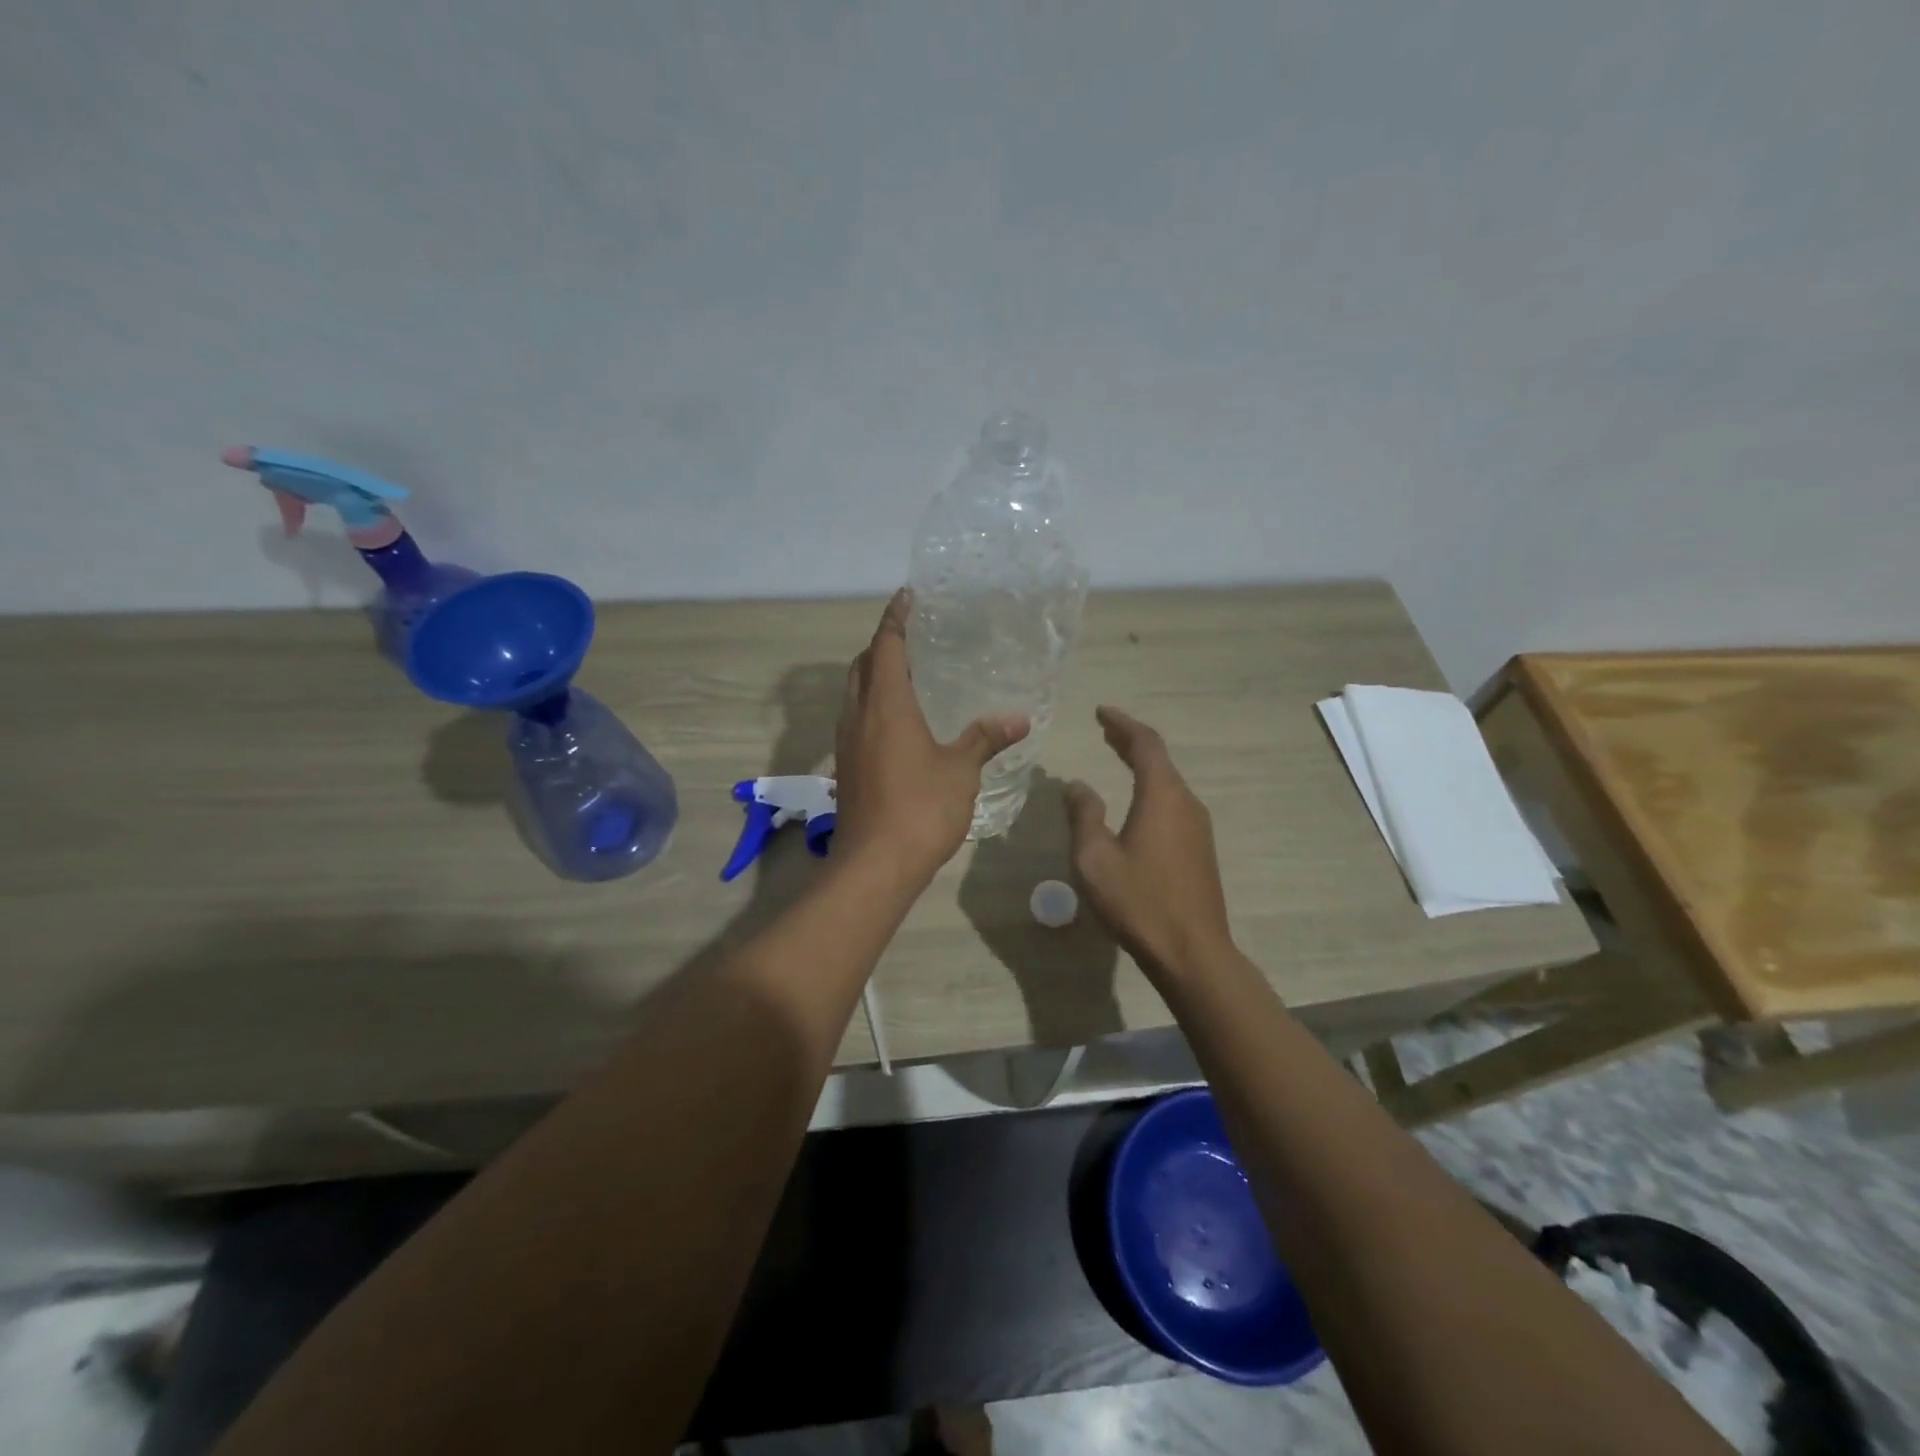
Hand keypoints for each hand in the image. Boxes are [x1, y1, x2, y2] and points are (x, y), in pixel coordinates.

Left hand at [832, 590, 1029, 883]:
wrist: (874, 864)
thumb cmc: (921, 807)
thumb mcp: (960, 770)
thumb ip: (985, 738)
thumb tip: (1018, 718)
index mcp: (886, 705)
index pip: (886, 646)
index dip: (895, 618)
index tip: (906, 597)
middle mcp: (858, 716)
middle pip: (862, 666)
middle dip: (882, 645)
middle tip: (911, 638)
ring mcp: (847, 743)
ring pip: (854, 694)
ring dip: (873, 676)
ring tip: (906, 676)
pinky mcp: (846, 768)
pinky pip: (856, 720)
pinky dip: (872, 706)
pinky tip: (897, 724)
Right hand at [1066, 706, 1234, 979]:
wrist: (1192, 952)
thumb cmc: (1139, 901)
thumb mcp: (1095, 858)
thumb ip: (1084, 815)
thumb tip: (1077, 785)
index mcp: (1162, 796)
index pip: (1144, 744)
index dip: (1122, 724)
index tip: (1100, 712)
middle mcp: (1186, 803)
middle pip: (1159, 759)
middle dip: (1131, 741)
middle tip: (1105, 729)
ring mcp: (1198, 827)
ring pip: (1168, 781)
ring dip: (1142, 765)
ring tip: (1116, 756)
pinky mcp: (1200, 849)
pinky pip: (1173, 803)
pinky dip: (1151, 788)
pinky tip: (1136, 801)